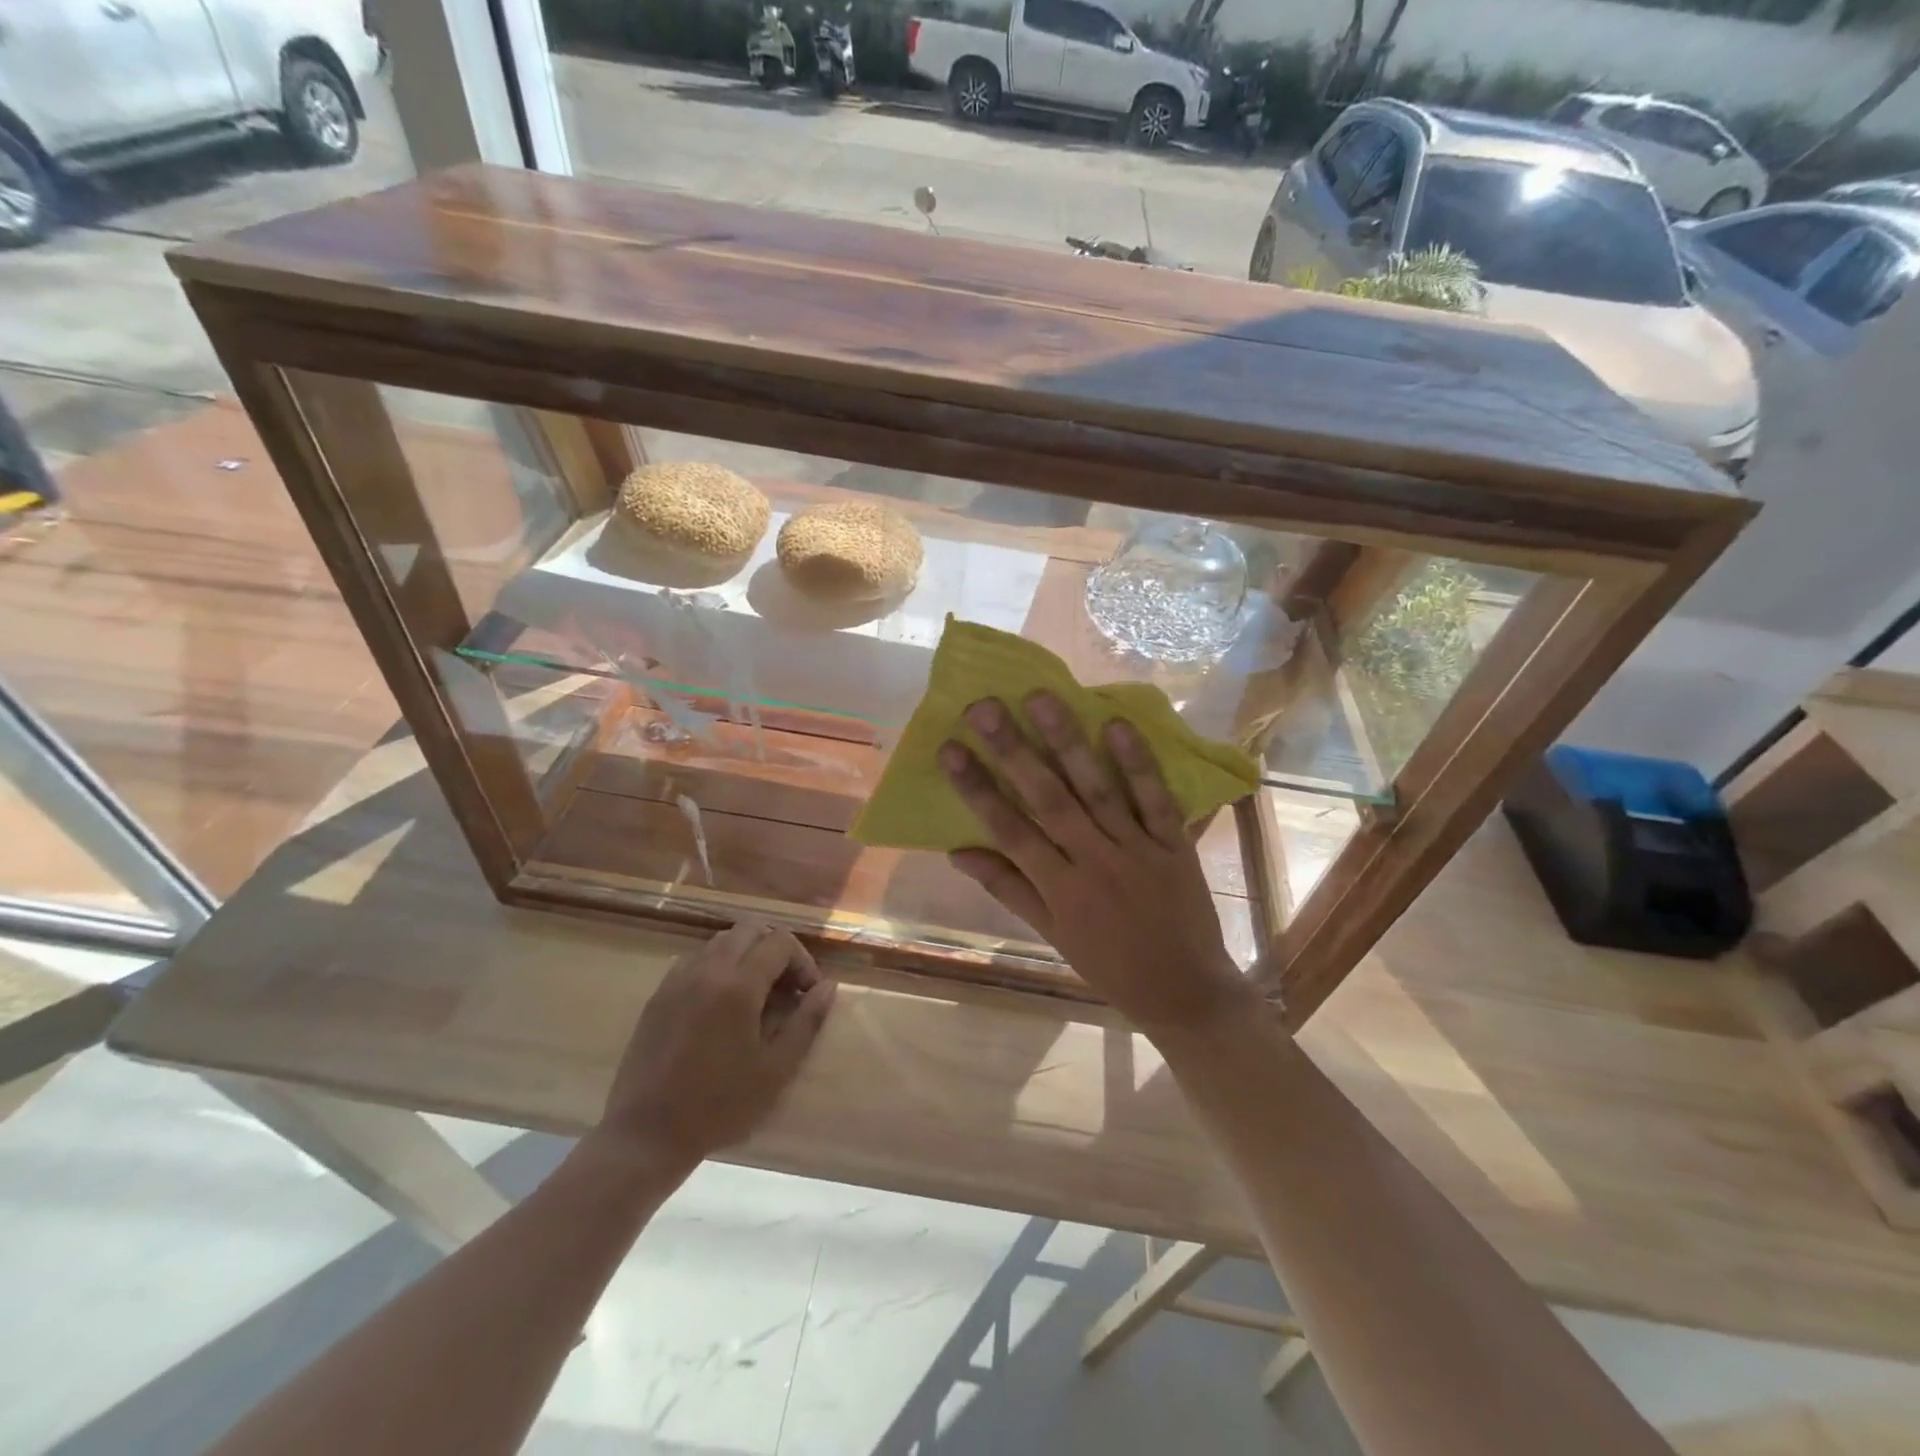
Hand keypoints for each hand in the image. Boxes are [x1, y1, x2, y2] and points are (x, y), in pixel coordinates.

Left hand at [594, 922, 835, 1168]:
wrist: (646, 1134)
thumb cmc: (719, 1105)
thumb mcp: (776, 1070)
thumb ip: (807, 1022)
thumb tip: (828, 986)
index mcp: (738, 985)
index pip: (780, 941)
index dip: (802, 961)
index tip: (807, 994)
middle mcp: (707, 969)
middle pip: (750, 929)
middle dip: (775, 950)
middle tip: (784, 988)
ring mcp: (678, 979)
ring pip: (721, 941)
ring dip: (746, 955)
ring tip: (754, 995)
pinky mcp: (659, 994)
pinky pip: (695, 960)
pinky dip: (717, 966)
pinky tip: (720, 1004)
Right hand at [941, 692, 1253, 1034]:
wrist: (1185, 992)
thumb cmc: (1109, 965)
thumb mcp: (1051, 935)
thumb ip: (1008, 889)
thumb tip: (959, 851)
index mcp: (1059, 888)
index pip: (1008, 829)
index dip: (976, 788)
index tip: (950, 748)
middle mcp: (1094, 861)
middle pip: (1048, 798)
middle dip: (1014, 750)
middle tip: (985, 706)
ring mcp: (1137, 849)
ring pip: (1097, 788)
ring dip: (1068, 742)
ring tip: (1041, 698)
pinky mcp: (1175, 845)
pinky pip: (1156, 799)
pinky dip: (1138, 763)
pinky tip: (1118, 724)